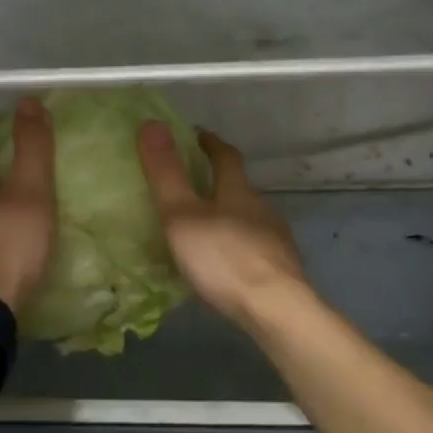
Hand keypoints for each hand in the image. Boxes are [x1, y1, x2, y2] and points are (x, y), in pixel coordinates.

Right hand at [136, 122, 306, 328]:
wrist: (276, 310)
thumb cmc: (224, 259)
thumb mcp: (183, 215)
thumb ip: (166, 174)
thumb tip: (151, 122)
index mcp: (238, 192)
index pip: (226, 156)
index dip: (210, 143)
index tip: (197, 134)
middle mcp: (261, 209)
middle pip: (239, 187)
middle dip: (218, 181)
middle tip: (191, 183)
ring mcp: (275, 241)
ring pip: (248, 218)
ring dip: (228, 215)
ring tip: (202, 225)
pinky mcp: (280, 269)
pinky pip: (253, 247)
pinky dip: (236, 245)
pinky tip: (223, 262)